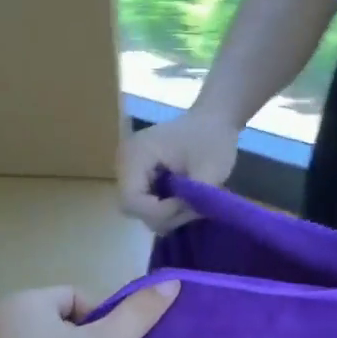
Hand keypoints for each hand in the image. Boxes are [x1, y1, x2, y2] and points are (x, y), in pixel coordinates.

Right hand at [117, 112, 239, 231]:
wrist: (212, 121)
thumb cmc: (211, 139)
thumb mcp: (210, 169)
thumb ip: (194, 196)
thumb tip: (184, 216)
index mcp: (135, 155)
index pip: (131, 200)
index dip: (159, 212)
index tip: (188, 205)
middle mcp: (124, 163)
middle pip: (132, 207)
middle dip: (163, 215)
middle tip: (192, 208)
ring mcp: (129, 170)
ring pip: (138, 209)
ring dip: (165, 214)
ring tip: (190, 204)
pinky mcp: (138, 176)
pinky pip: (144, 203)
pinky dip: (163, 208)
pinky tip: (182, 200)